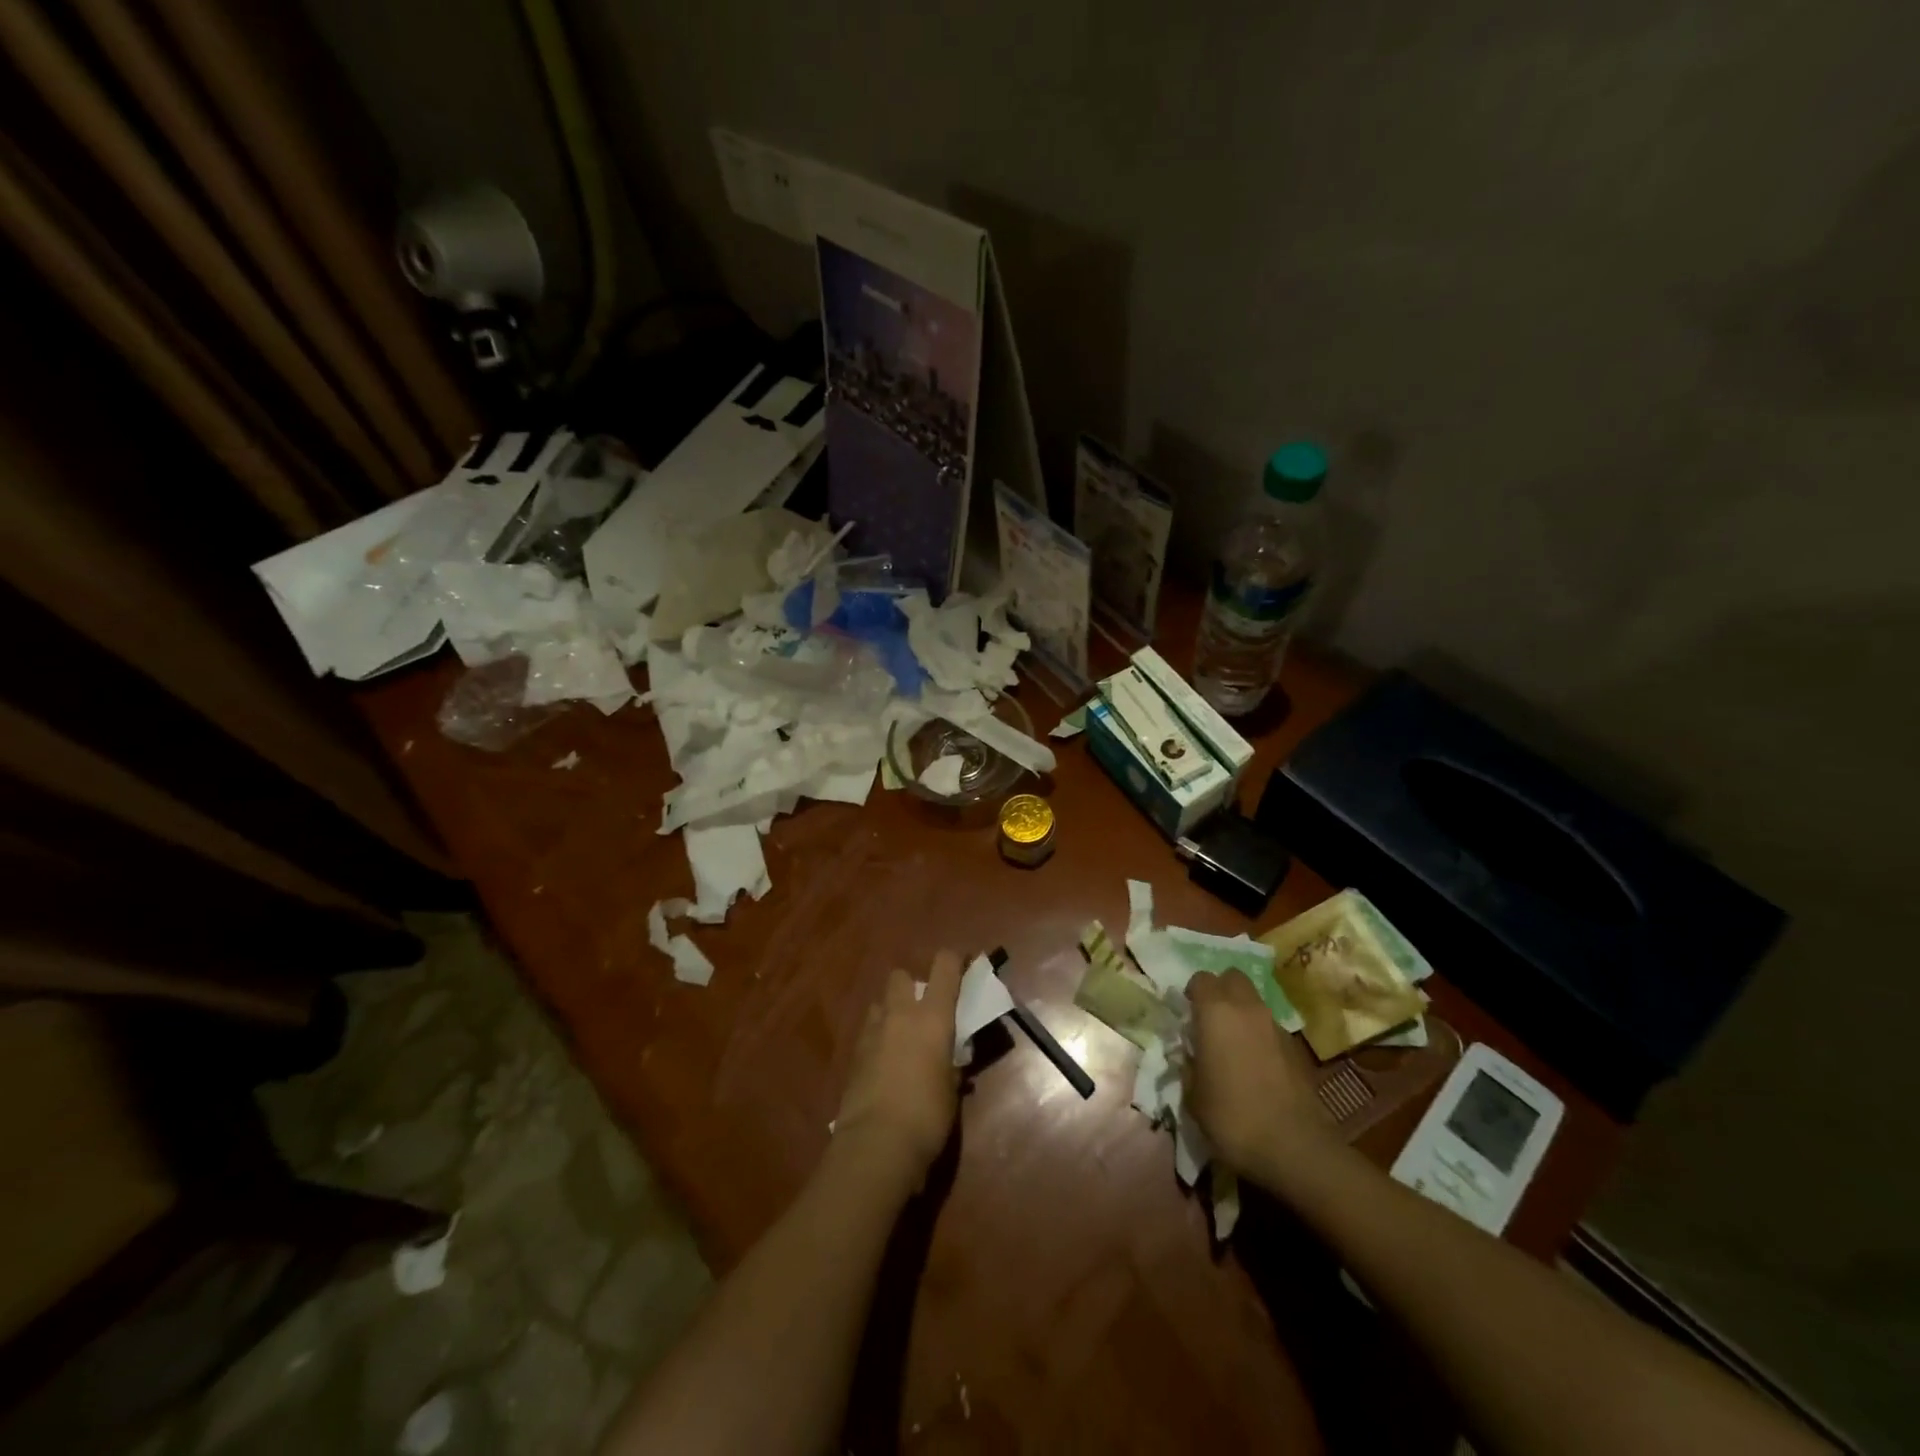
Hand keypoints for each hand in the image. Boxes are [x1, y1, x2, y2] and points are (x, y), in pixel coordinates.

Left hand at [834, 950, 962, 1191]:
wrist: (876, 1143)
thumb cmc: (928, 1115)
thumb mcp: (951, 1089)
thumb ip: (951, 1065)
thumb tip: (951, 1061)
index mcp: (933, 1017)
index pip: (944, 967)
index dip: (954, 960)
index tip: (962, 965)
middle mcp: (901, 1014)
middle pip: (901, 976)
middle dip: (912, 985)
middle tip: (924, 1010)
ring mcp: (873, 1032)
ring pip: (880, 1003)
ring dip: (891, 1012)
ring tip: (902, 1037)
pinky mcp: (853, 1054)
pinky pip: (868, 1032)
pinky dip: (878, 1038)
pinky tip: (885, 1063)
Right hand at [1187, 969, 1332, 1177]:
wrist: (1295, 1147)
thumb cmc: (1232, 1117)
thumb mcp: (1193, 1096)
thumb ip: (1188, 1065)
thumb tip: (1190, 1055)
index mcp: (1216, 1012)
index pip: (1201, 979)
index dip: (1192, 993)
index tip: (1186, 1015)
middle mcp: (1247, 1009)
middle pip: (1233, 978)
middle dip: (1220, 990)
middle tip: (1209, 1019)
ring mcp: (1275, 1026)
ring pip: (1254, 1002)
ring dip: (1241, 1013)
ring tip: (1232, 1045)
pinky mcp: (1296, 1048)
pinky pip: (1270, 1028)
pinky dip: (1259, 1036)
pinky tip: (1255, 1066)